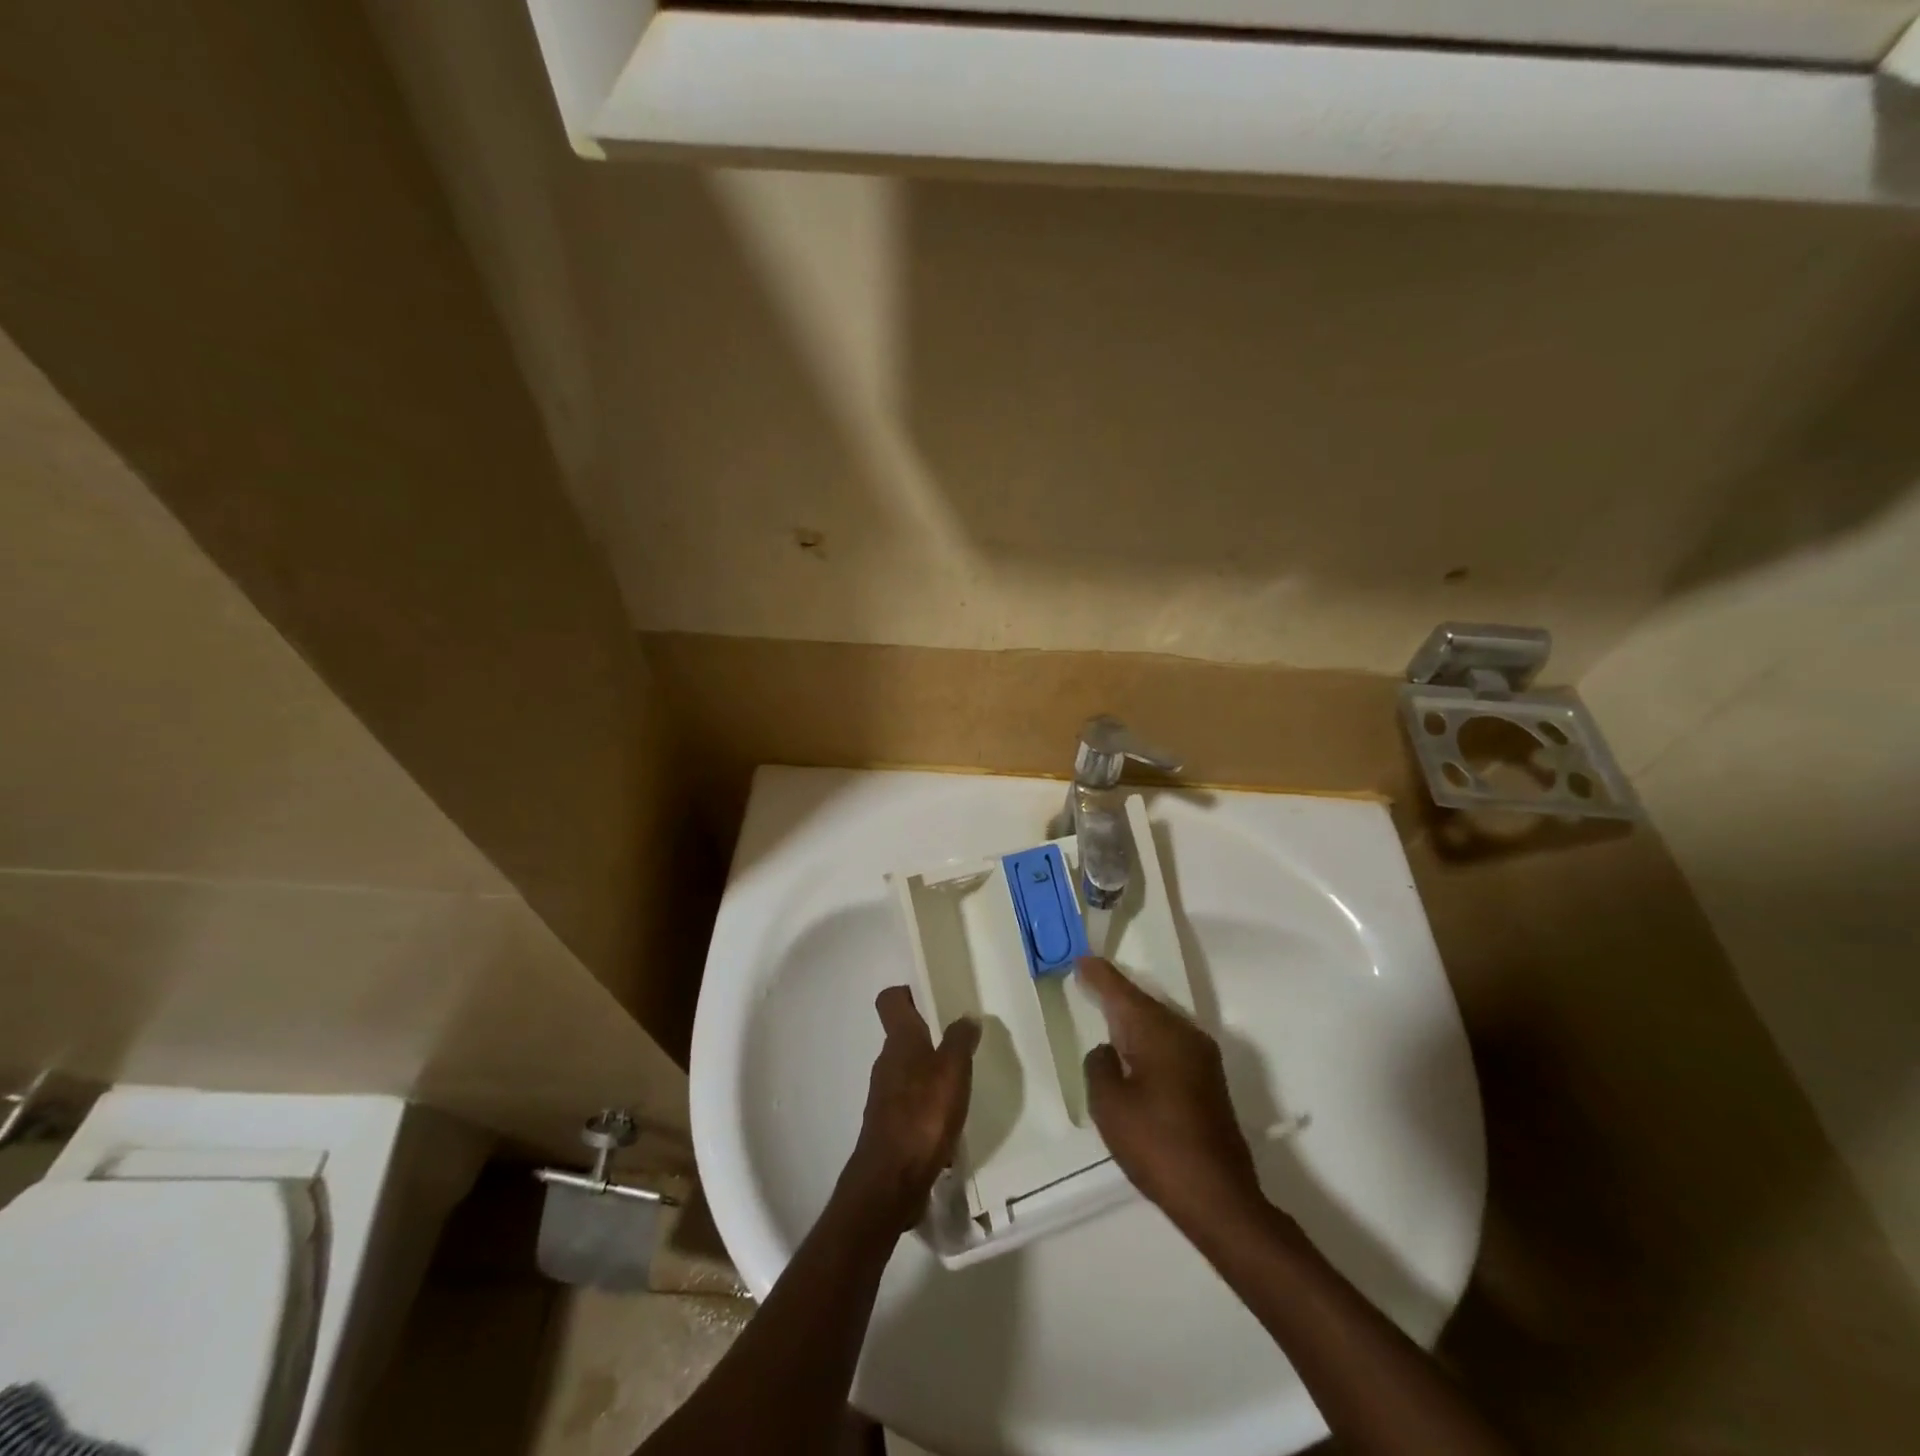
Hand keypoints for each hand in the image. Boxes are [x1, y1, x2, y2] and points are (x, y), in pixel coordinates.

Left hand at [844, 986, 980, 1231]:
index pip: (891, 1000)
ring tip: (961, 1082)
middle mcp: (887, 1062)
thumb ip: (960, 1040)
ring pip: (908, 1070)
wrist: (891, 1181)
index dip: (907, 993)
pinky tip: (950, 1121)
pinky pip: (911, 1103)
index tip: (932, 996)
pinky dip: (928, 1105)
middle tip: (960, 1040)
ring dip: (930, 1072)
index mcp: (900, 1041)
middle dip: (928, 1034)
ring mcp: (885, 1096)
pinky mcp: (889, 1126)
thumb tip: (966, 1016)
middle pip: (902, 1035)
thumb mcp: (952, 1071)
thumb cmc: (923, 1115)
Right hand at [1079, 957, 1262, 1230]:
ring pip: (1159, 1022)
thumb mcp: (1110, 1106)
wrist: (1219, 1197)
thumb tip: (1108, 1051)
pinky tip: (1134, 1050)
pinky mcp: (1209, 1080)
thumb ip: (1099, 1066)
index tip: (1080, 959)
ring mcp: (1202, 1056)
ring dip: (1133, 1017)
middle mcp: (1184, 1033)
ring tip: (1105, 1012)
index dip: (1099, 975)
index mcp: (1158, 1032)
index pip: (1121, 992)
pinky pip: (1170, 1042)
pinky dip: (1148, 1038)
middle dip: (1115, 993)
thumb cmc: (1156, 1146)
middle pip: (1143, 1002)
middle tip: (1087, 981)